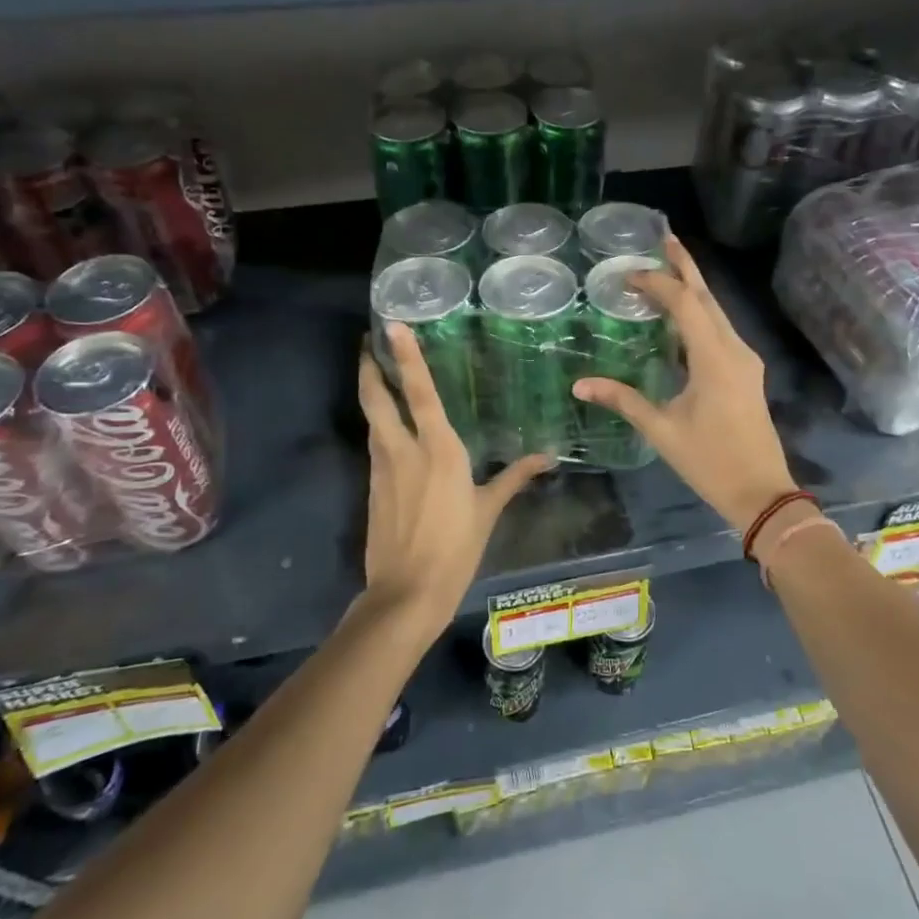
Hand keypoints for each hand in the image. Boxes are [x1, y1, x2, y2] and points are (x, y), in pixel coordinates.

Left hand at [358, 327, 550, 630]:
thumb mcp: (488, 510)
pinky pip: (375, 444)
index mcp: (438, 449)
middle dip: (370, 367)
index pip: (419, 392)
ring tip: (377, 374)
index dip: (405, 356)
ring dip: (371, 393)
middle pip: (377, 398)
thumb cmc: (455, 548)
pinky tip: (388, 427)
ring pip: (372, 419)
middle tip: (370, 343)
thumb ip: (514, 478)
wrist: (406, 593)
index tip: (390, 326)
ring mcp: (382, 467)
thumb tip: (547, 458)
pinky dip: (378, 425)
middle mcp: (403, 449)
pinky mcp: (372, 486)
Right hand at [572, 235, 798, 531]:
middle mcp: (735, 349)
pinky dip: (699, 313)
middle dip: (685, 267)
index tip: (628, 274)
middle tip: (662, 239)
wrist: (761, 492)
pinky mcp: (746, 371)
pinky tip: (680, 314)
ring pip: (717, 311)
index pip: (686, 304)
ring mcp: (745, 359)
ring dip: (693, 288)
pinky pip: (720, 329)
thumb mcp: (662, 430)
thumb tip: (580, 385)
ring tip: (667, 268)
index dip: (658, 283)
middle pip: (708, 297)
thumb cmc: (711, 462)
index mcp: (715, 358)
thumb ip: (623, 400)